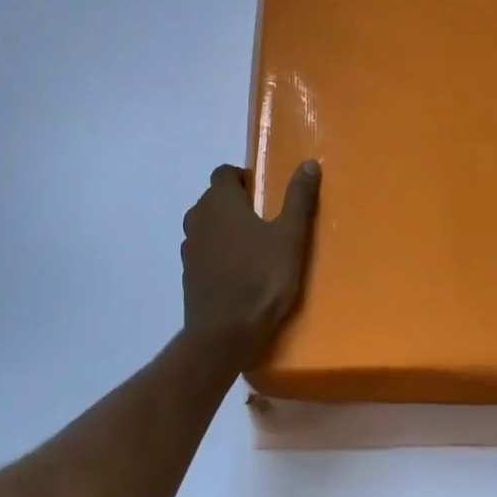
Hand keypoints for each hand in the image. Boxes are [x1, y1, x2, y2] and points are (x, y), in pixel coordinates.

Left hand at [181, 160, 320, 361]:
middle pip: (213, 197)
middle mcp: (198, 218)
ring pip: (206, 224)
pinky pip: (203, 251)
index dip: (243, 178)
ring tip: (252, 245)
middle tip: (264, 220)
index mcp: (220, 201)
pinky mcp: (188, 274)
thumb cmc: (262, 277)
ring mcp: (189, 247)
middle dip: (235, 202)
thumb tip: (308, 163)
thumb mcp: (290, 235)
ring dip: (224, 227)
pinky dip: (217, 252)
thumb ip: (298, 198)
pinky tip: (238, 271)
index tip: (263, 194)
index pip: (224, 172)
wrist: (225, 333)